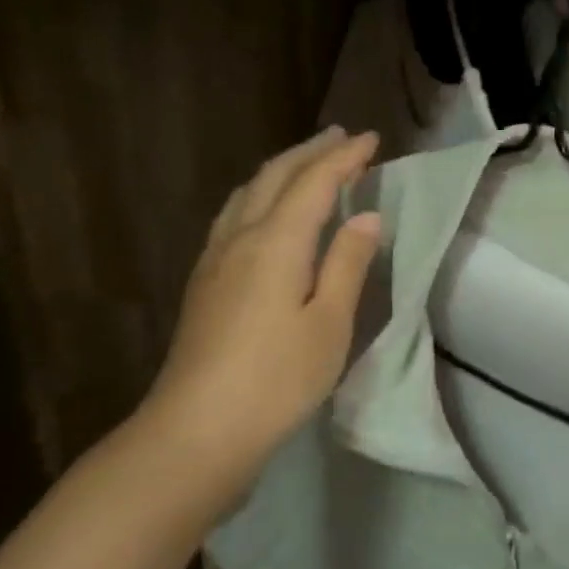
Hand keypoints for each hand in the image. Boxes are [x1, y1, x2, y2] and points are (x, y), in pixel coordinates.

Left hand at [135, 128, 381, 512]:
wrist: (197, 431)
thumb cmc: (277, 379)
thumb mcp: (329, 323)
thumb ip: (347, 264)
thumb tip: (365, 217)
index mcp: (275, 243)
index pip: (314, 183)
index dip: (344, 158)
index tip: (371, 139)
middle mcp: (240, 238)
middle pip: (274, 178)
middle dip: (310, 152)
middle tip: (341, 137)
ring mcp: (214, 260)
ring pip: (248, 194)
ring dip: (281, 170)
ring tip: (306, 164)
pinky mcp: (204, 283)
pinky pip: (234, 216)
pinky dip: (260, 195)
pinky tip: (265, 212)